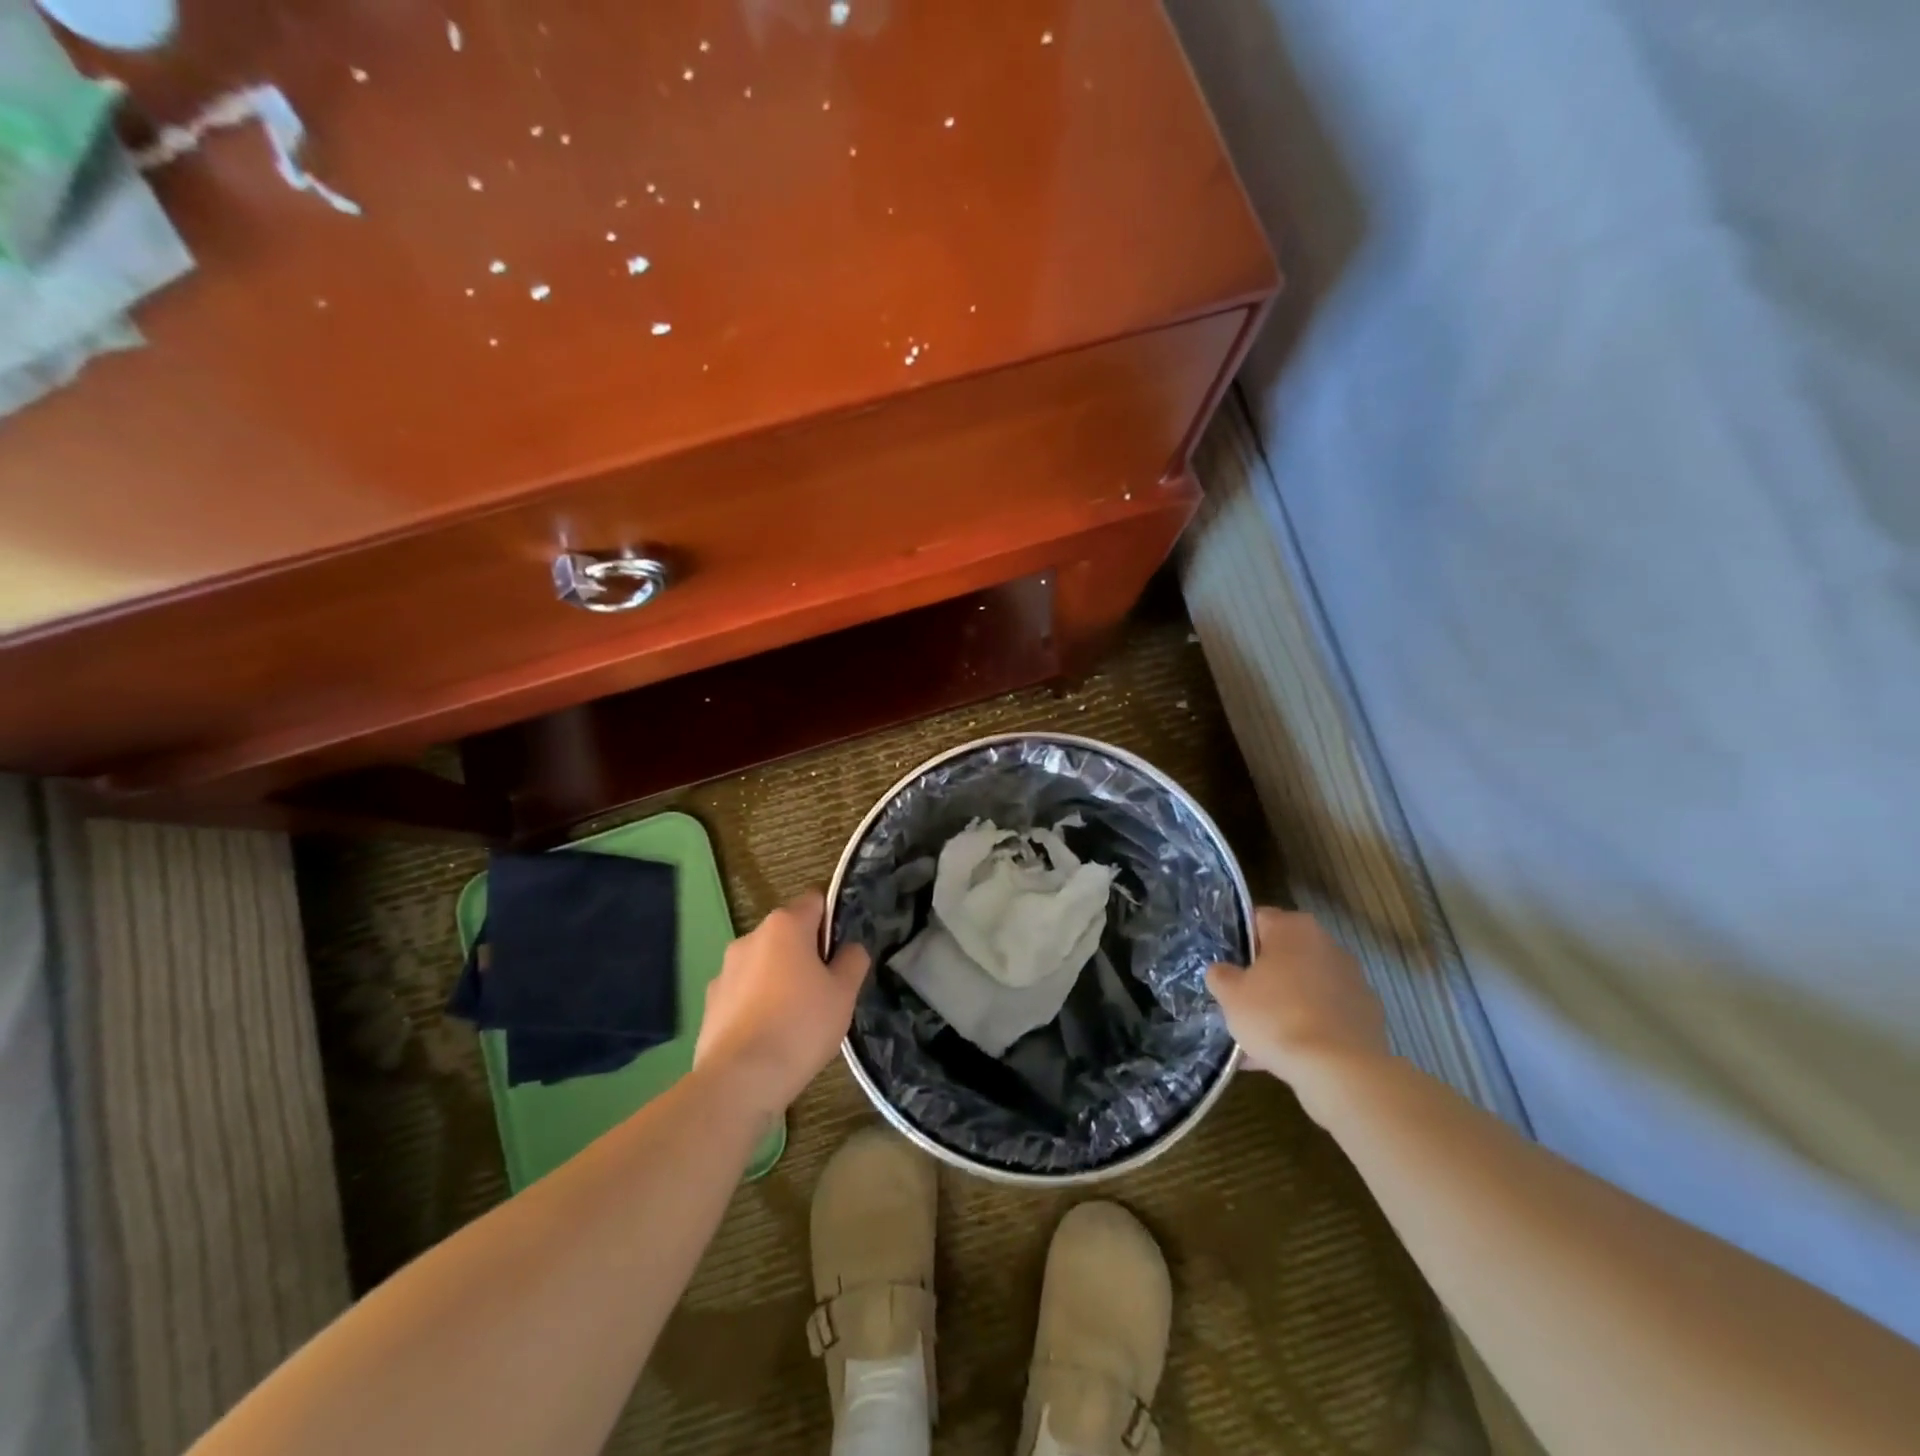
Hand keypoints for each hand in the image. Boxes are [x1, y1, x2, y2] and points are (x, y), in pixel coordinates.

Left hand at [694, 891, 869, 1116]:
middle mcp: (750, 937)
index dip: (832, 922)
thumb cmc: (800, 1026)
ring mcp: (725, 970)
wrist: (739, 1080)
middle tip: (825, 990)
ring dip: (779, 979)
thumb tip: (850, 948)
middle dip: (805, 954)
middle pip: (787, 934)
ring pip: (764, 964)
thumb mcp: (844, 994)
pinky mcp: (710, 1002)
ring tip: (795, 1019)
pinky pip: (744, 992)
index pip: (815, 902)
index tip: (842, 954)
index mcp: (785, 925)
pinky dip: (757, 1004)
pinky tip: (768, 1036)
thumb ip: (852, 961)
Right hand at [1207, 908, 1390, 1108]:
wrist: (1340, 1070)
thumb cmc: (1276, 1016)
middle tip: (1242, 1004)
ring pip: (1306, 988)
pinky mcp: (1368, 1014)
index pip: (1258, 921)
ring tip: (1262, 1040)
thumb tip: (1223, 971)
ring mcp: (1353, 979)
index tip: (1228, 970)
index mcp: (1293, 928)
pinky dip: (1310, 1028)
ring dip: (1286, 1005)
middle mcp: (1327, 944)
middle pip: (1284, 956)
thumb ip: (1220, 975)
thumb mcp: (1230, 994)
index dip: (1238, 943)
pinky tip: (1288, 1056)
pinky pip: (1326, 1014)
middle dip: (1264, 977)